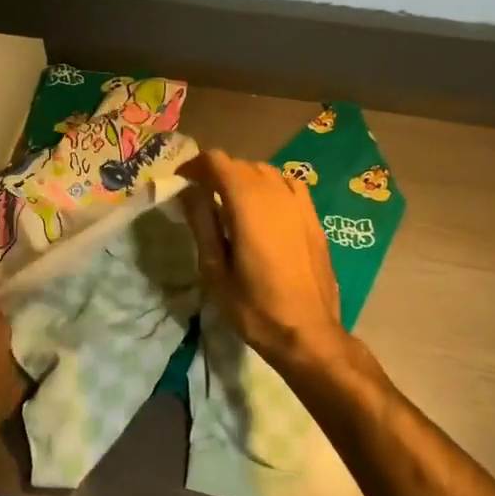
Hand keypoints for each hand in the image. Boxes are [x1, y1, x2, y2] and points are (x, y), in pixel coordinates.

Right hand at [178, 150, 351, 373]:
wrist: (308, 333)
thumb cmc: (254, 308)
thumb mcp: (215, 270)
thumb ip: (202, 223)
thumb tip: (189, 190)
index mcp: (248, 204)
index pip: (217, 162)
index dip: (195, 165)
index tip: (181, 181)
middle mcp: (276, 193)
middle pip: (241, 164)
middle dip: (216, 172)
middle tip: (199, 196)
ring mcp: (300, 204)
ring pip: (265, 172)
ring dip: (243, 178)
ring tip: (229, 202)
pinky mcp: (314, 217)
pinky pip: (288, 185)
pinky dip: (270, 186)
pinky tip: (264, 207)